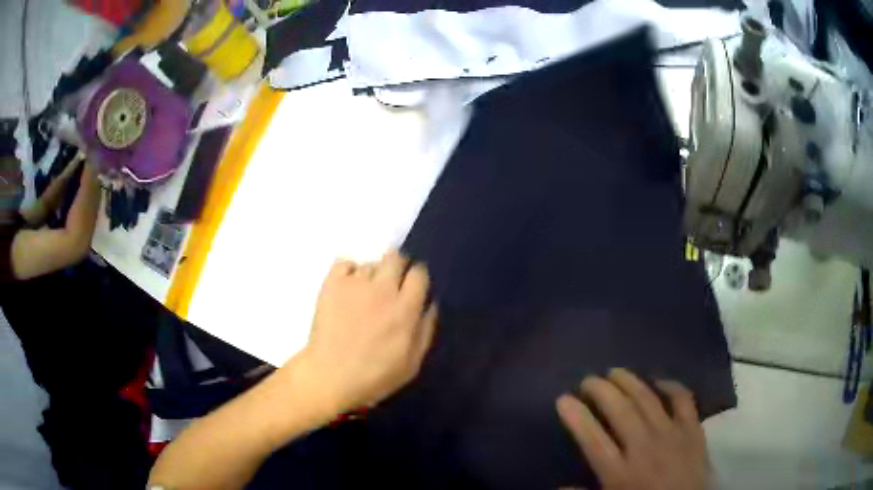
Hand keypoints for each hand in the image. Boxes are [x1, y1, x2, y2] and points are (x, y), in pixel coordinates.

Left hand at [301, 249, 437, 413]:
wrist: (330, 376)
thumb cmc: (374, 376)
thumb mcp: (412, 363)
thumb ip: (425, 330)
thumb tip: (430, 303)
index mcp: (405, 309)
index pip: (419, 273)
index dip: (417, 278)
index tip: (412, 288)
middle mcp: (382, 289)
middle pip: (396, 257)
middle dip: (397, 267)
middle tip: (391, 285)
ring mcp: (355, 284)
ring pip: (370, 263)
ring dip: (372, 275)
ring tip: (364, 294)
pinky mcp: (332, 284)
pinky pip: (344, 263)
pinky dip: (348, 272)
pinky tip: (347, 288)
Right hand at [556, 369, 706, 489]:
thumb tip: (557, 486)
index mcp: (620, 472)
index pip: (593, 439)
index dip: (576, 417)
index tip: (563, 398)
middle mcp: (644, 448)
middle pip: (620, 411)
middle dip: (601, 390)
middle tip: (588, 379)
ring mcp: (672, 434)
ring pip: (648, 399)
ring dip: (630, 382)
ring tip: (615, 372)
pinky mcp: (693, 429)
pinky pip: (683, 399)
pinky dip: (671, 386)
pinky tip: (659, 381)